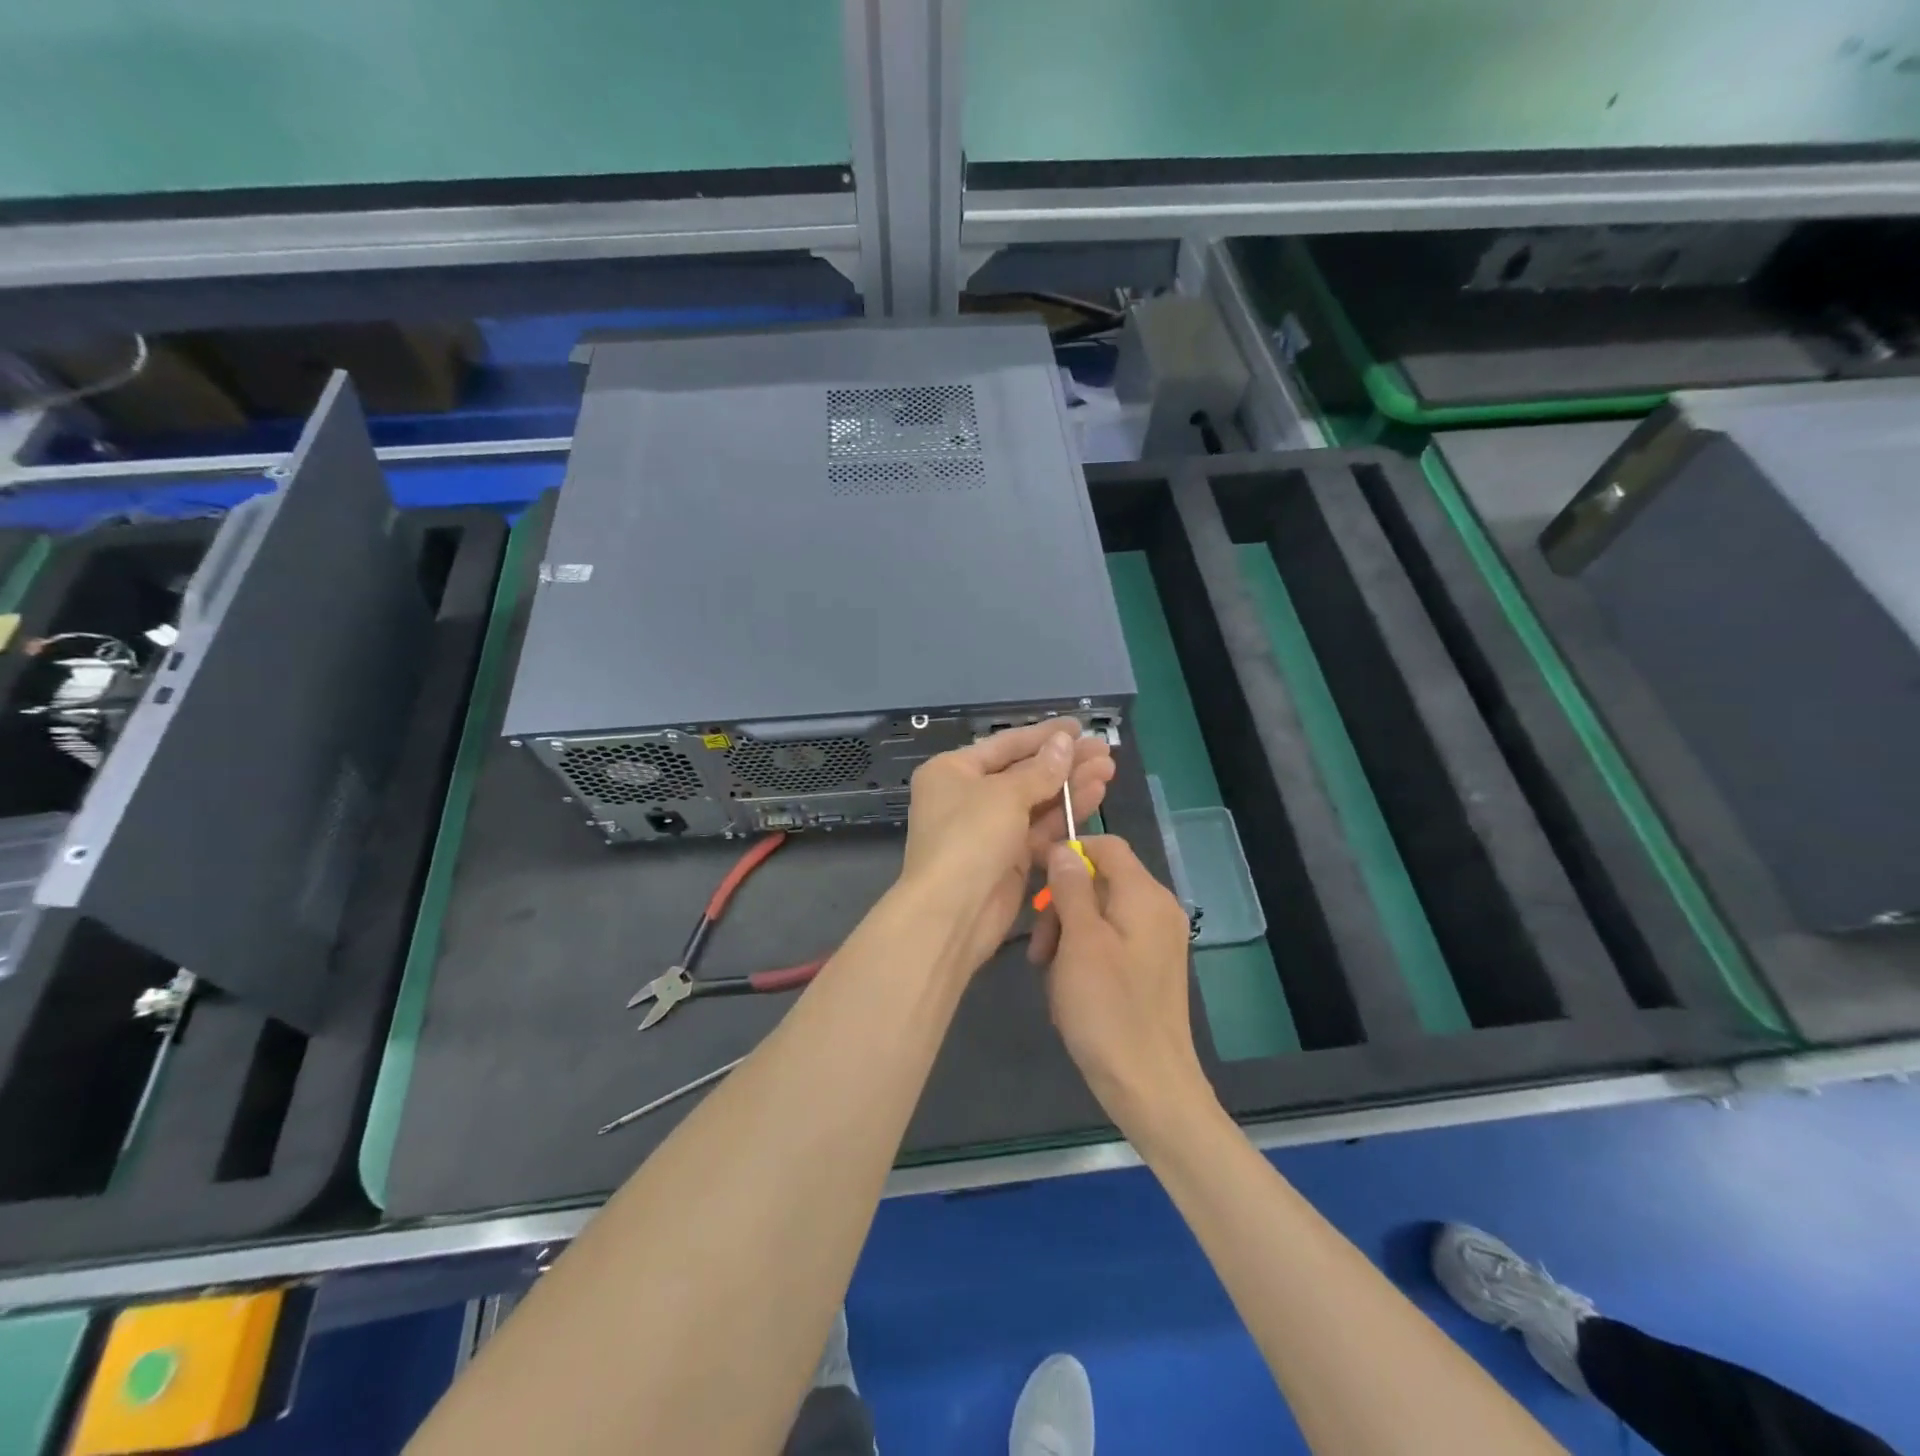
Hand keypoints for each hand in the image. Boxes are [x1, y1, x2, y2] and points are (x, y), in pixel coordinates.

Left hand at [899, 720, 1114, 974]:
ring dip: (1070, 785)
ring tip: (1108, 770)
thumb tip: (1064, 743)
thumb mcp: (1005, 795)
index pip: (1004, 744)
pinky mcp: (1008, 859)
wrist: (952, 913)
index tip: (1078, 727)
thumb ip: (1040, 770)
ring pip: (1036, 801)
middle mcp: (968, 796)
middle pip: (1023, 772)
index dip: (1043, 735)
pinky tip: (1095, 796)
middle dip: (1064, 762)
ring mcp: (989, 829)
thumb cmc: (970, 838)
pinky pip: (1040, 829)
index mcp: (953, 771)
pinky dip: (1065, 814)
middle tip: (1104, 751)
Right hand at [1029, 834, 1209, 1133]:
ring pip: (1099, 914)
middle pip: (1099, 881)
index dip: (1067, 852)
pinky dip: (1083, 955)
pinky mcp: (1149, 968)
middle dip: (1061, 905)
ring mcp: (1156, 941)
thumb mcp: (1079, 941)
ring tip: (1049, 974)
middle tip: (1039, 949)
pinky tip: (1069, 989)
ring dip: (1067, 935)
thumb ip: (1071, 888)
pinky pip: (1109, 942)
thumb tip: (1063, 848)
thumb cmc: (1108, 1008)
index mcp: (1145, 896)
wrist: (1149, 1085)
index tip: (1033, 875)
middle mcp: (1157, 910)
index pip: (1106, 845)